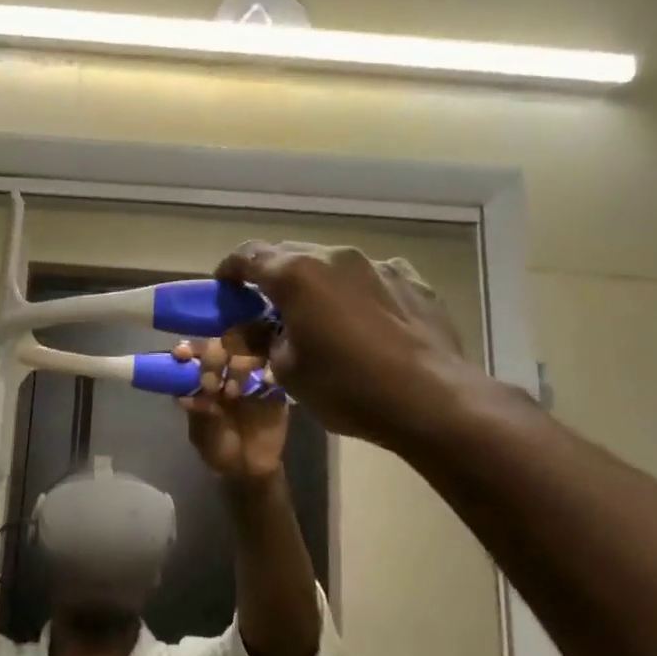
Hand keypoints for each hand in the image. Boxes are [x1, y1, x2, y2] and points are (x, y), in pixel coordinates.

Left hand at [174, 335, 288, 480]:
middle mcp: (227, 370)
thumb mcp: (203, 435)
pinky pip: (276, 369)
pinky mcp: (276, 387)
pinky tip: (265, 380)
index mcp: (204, 377)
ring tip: (232, 393)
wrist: (251, 470)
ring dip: (237, 366)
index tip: (181, 354)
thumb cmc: (219, 449)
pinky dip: (269, 372)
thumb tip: (185, 397)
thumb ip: (199, 414)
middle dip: (212, 358)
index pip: (196, 352)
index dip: (189, 348)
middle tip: (210, 385)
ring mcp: (253, 376)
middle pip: (222, 345)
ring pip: (249, 351)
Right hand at [215, 241, 485, 450]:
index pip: (249, 255)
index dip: (230, 268)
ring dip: (318, 285)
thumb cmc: (346, 387)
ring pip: (334, 266)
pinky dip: (358, 293)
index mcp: (297, 274)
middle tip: (267, 307)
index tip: (224, 286)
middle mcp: (337, 257)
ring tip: (320, 318)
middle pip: (291, 255)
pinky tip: (365, 323)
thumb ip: (262, 340)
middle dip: (274, 276)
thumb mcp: (288, 371)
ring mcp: (380, 265)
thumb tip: (249, 330)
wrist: (432, 400)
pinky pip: (373, 279)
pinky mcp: (414, 282)